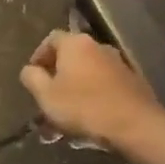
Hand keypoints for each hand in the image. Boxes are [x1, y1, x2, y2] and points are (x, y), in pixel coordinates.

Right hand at [19, 31, 164, 147]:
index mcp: (75, 43)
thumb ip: (32, 78)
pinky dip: (94, 98)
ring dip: (75, 91)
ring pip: (88, 75)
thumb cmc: (83, 106)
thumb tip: (29, 69)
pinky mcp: (132, 82)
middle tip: (49, 98)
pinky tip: (90, 121)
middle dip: (57, 78)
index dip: (39, 55)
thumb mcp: (46, 95)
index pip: (51, 39)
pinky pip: (104, 87)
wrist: (135, 125)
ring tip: (67, 118)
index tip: (33, 75)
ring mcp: (118, 63)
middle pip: (71, 57)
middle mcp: (97, 46)